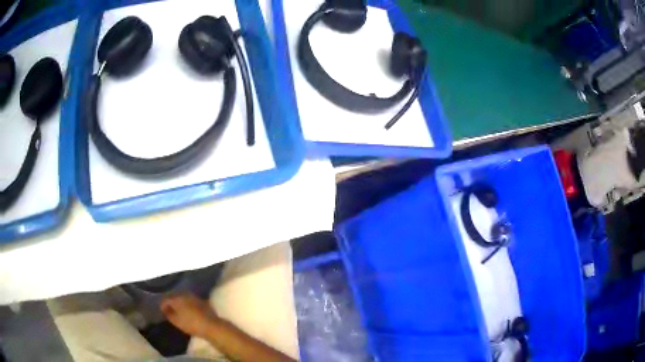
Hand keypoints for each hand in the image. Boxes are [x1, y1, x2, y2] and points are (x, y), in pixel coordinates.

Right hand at [160, 292, 219, 337]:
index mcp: (176, 298)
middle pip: (174, 296)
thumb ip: (168, 314)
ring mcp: (194, 297)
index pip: (166, 299)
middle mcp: (184, 294)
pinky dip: (187, 304)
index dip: (162, 305)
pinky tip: (187, 310)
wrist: (211, 325)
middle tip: (169, 310)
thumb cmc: (191, 324)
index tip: (161, 311)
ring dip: (179, 303)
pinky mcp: (202, 301)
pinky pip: (190, 301)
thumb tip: (165, 309)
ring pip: (183, 298)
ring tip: (177, 310)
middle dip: (171, 302)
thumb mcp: (176, 321)